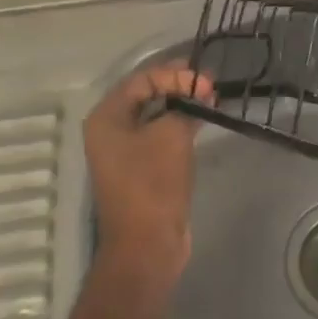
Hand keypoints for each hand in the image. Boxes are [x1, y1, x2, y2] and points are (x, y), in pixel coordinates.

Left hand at [84, 62, 213, 280]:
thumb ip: (185, 106)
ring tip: (211, 100)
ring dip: (182, 105)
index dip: (175, 74)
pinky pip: (160, 135)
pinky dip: (180, 125)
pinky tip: (202, 121)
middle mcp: (110, 130)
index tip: (205, 81)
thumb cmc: (153, 183)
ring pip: (155, 115)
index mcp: (107, 118)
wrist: (147, 245)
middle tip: (210, 85)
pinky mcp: (141, 168)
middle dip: (179, 86)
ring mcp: (124, 151)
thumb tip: (200, 95)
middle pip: (147, 94)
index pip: (142, 79)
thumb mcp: (172, 135)